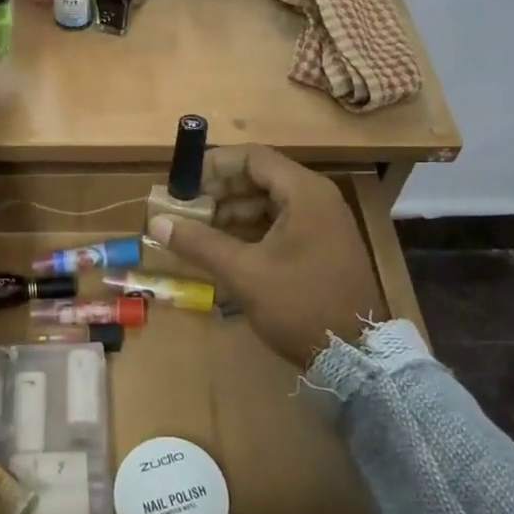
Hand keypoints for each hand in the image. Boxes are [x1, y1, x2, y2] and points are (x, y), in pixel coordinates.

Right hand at [147, 144, 381, 367]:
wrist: (357, 355)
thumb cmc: (300, 304)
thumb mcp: (244, 273)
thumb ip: (199, 243)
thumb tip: (157, 222)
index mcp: (304, 192)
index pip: (251, 157)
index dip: (213, 166)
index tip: (182, 184)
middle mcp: (316, 197)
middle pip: (259, 177)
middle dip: (219, 191)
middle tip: (185, 209)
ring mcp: (322, 222)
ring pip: (268, 201)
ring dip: (231, 211)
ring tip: (197, 231)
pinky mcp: (321, 244)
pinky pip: (280, 222)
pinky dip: (250, 229)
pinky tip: (224, 247)